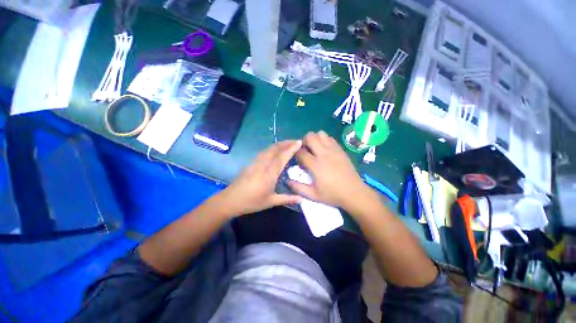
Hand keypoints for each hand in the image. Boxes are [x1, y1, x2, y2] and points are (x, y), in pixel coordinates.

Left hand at [216, 140, 302, 216]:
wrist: (230, 200)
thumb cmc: (252, 202)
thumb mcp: (271, 202)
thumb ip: (288, 199)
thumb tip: (302, 199)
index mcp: (269, 173)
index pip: (282, 157)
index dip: (291, 148)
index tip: (299, 142)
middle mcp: (263, 164)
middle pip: (275, 149)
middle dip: (286, 143)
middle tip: (296, 141)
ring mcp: (256, 162)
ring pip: (269, 149)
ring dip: (279, 144)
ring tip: (287, 143)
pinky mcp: (251, 163)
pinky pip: (264, 152)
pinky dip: (272, 148)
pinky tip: (274, 150)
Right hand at [287, 131, 368, 209]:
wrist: (354, 193)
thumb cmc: (332, 195)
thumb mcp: (313, 195)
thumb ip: (298, 188)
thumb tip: (287, 180)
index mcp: (316, 165)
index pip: (301, 152)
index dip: (295, 153)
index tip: (296, 158)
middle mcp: (324, 154)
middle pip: (310, 137)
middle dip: (304, 141)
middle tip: (304, 150)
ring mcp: (334, 150)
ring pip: (321, 134)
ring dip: (314, 139)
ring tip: (314, 148)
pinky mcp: (341, 150)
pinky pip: (330, 138)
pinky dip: (324, 140)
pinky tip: (324, 149)